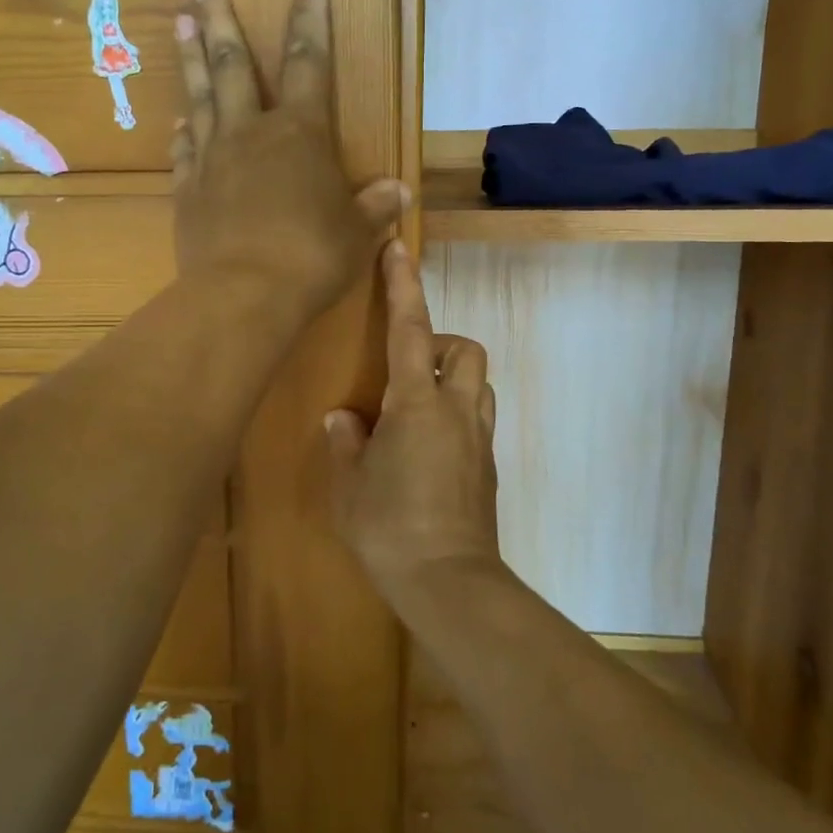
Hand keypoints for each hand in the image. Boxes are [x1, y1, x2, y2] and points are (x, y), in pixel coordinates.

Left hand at [172, 0, 409, 318]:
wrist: (244, 295)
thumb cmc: (312, 257)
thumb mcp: (357, 233)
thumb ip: (375, 207)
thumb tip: (398, 191)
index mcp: (300, 133)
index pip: (310, 62)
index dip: (310, 21)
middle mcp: (251, 133)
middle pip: (233, 65)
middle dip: (220, 20)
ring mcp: (213, 160)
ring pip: (201, 97)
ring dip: (191, 59)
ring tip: (180, 22)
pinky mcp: (188, 191)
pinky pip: (184, 150)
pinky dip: (183, 131)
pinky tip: (179, 119)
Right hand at [324, 242, 503, 607]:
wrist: (450, 582)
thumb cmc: (390, 528)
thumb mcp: (351, 486)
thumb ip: (346, 444)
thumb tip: (344, 419)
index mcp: (416, 405)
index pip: (410, 329)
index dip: (404, 286)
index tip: (399, 249)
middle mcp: (456, 411)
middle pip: (464, 349)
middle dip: (440, 343)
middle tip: (405, 370)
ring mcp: (478, 439)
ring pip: (478, 383)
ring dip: (451, 379)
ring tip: (415, 408)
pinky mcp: (488, 467)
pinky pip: (476, 420)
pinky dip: (455, 415)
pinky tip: (427, 449)